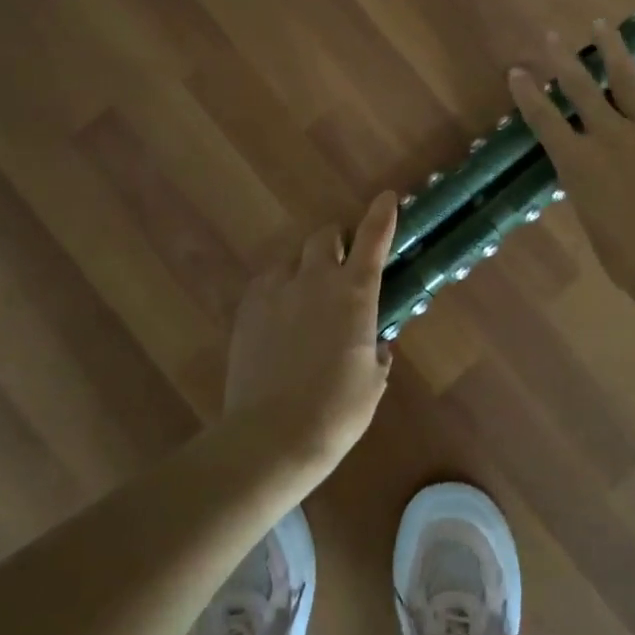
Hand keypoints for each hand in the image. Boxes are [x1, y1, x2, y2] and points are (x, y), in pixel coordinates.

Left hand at [223, 191, 399, 469]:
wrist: (272, 435)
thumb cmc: (336, 410)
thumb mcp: (372, 382)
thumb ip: (377, 353)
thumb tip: (375, 345)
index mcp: (354, 293)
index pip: (372, 240)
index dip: (381, 216)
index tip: (387, 198)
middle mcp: (314, 279)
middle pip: (325, 236)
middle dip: (336, 242)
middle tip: (342, 265)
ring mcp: (275, 291)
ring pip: (293, 259)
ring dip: (305, 268)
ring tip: (306, 298)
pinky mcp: (247, 309)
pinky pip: (267, 283)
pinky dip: (279, 290)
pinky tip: (280, 318)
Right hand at [508, 21, 634, 301]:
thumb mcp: (597, 226)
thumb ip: (591, 194)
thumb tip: (592, 179)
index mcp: (580, 166)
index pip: (545, 122)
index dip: (528, 95)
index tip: (516, 70)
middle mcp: (609, 138)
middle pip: (582, 89)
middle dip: (563, 60)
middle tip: (552, 36)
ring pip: (627, 79)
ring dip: (612, 49)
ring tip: (602, 24)